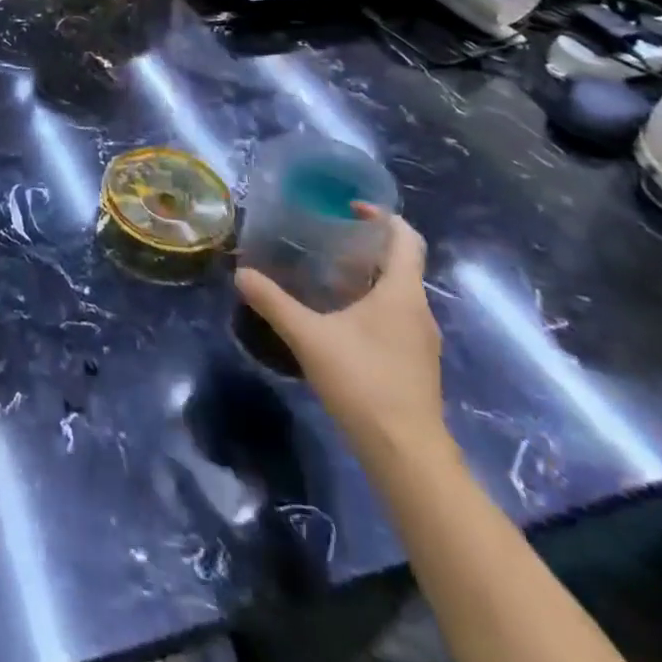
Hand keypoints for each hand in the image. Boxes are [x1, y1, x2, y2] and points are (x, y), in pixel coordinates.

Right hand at [236, 214, 447, 465]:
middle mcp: (419, 309)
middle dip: (365, 245)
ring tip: (324, 273)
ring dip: (366, 276)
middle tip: (324, 237)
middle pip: (400, 263)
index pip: (406, 238)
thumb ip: (273, 302)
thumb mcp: (309, 337)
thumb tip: (241, 274)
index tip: (348, 207)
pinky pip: (395, 316)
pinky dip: (369, 303)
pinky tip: (337, 317)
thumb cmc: (363, 382)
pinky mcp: (415, 362)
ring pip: (396, 291)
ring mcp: (421, 339)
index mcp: (402, 293)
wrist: (406, 454)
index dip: (382, 216)